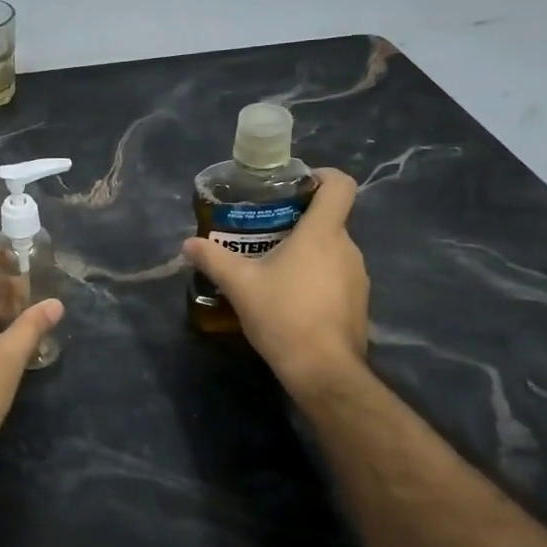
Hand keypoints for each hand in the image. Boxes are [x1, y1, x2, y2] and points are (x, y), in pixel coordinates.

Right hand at [182, 168, 369, 394]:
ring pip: (331, 250)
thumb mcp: (240, 285)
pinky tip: (290, 299)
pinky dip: (316, 278)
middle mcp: (348, 248)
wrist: (323, 371)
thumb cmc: (283, 315)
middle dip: (299, 222)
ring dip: (306, 253)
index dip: (322, 175)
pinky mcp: (358, 303)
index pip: (340, 184)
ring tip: (273, 269)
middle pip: (329, 219)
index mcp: (323, 232)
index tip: (295, 186)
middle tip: (265, 233)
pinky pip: (336, 276)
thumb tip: (188, 244)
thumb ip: (213, 259)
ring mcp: (358, 277)